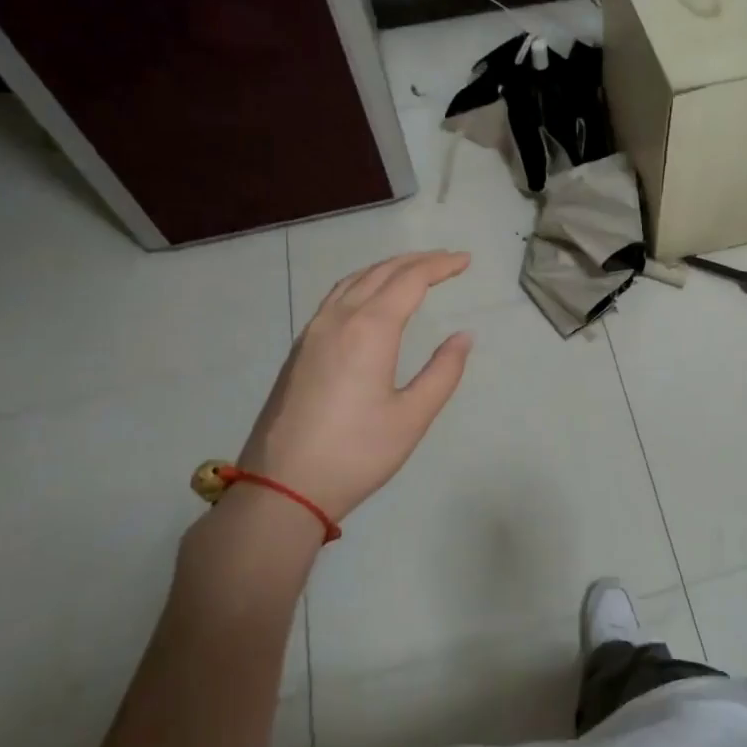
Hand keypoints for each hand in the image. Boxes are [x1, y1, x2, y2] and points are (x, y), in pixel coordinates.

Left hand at [236, 250, 473, 521]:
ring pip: (353, 281)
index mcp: (370, 329)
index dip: (440, 266)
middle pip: (381, 272)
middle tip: (448, 259)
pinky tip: (370, 298)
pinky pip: (336, 297)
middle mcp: (338, 319)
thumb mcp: (412, 417)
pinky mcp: (300, 350)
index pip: (410, 281)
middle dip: (417, 261)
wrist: (281, 488)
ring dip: (387, 268)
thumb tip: (463, 336)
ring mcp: (313, 332)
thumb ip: (443, 372)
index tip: (465, 260)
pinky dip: (363, 283)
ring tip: (413, 270)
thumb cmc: (356, 454)